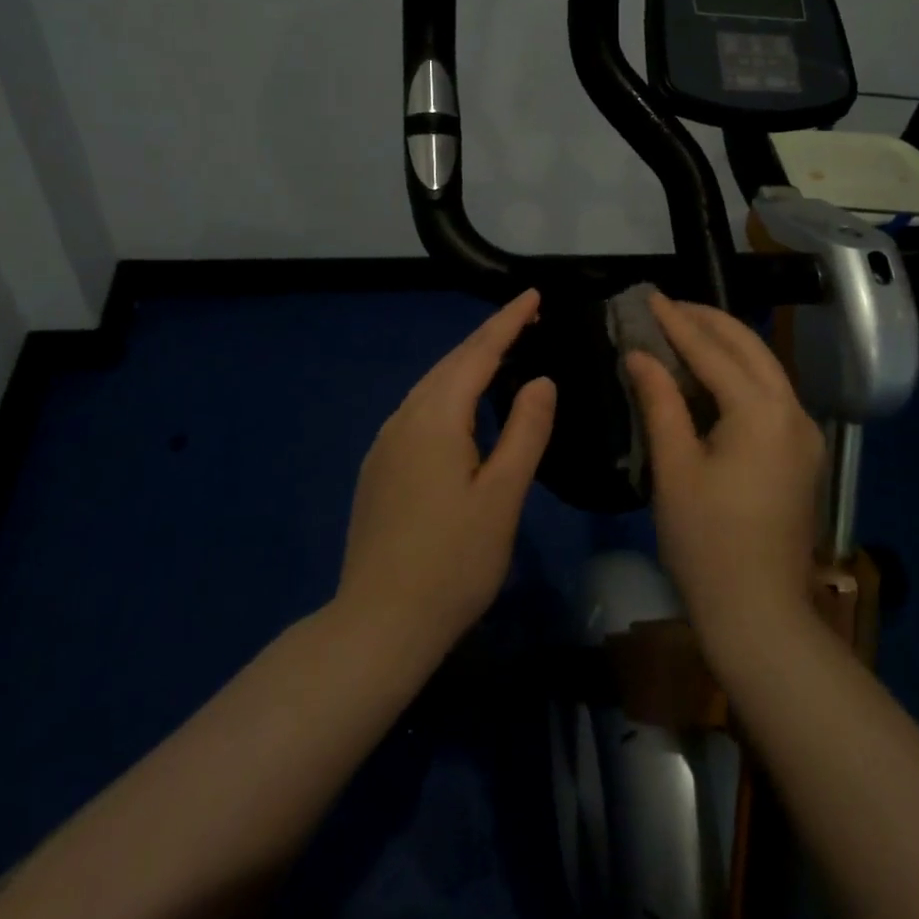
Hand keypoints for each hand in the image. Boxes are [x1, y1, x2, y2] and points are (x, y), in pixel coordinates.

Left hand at [336, 290, 556, 666]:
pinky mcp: (379, 467)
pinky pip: (420, 409)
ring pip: (432, 385)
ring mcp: (385, 443)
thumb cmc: (453, 562)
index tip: (533, 295)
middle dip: (489, 336)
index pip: (478, 353)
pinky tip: (464, 406)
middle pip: (451, 363)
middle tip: (527, 318)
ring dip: (468, 363)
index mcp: (436, 418)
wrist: (378, 624)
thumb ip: (525, 430)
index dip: (507, 321)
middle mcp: (404, 418)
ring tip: (503, 352)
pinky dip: (449, 391)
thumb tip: (540, 380)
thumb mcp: (503, 496)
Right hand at [625, 294, 827, 656]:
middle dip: (708, 321)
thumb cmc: (707, 543)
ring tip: (684, 329)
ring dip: (726, 344)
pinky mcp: (801, 453)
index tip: (649, 296)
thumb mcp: (675, 469)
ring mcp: (803, 433)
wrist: (760, 614)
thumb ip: (660, 402)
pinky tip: (711, 373)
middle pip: (749, 347)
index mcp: (761, 412)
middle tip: (667, 306)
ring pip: (764, 368)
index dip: (676, 322)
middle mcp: (792, 411)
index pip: (712, 351)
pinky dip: (739, 373)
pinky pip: (770, 394)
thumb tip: (640, 354)